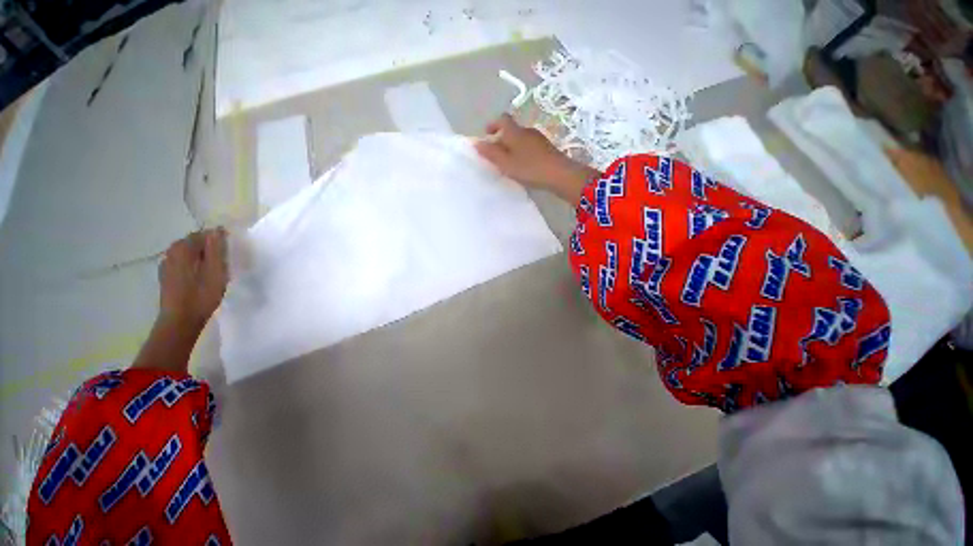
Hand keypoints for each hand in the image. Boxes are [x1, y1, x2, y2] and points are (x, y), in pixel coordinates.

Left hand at [158, 228, 228, 330]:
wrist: (180, 320)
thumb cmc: (202, 295)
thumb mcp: (216, 271)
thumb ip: (216, 249)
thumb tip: (217, 230)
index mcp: (183, 249)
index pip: (202, 234)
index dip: (217, 239)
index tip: (229, 250)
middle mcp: (171, 252)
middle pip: (193, 242)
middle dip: (208, 247)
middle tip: (224, 260)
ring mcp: (166, 264)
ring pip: (187, 252)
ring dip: (200, 256)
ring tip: (214, 268)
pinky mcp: (166, 276)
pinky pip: (182, 262)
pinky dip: (192, 264)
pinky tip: (200, 276)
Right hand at [474, 114, 598, 203]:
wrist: (560, 174)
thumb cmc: (530, 168)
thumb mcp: (506, 163)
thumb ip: (491, 153)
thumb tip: (476, 143)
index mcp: (515, 132)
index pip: (502, 119)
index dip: (493, 124)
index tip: (487, 134)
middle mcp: (527, 131)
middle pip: (512, 129)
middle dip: (502, 138)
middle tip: (496, 154)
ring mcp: (539, 139)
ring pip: (521, 138)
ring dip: (512, 146)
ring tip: (508, 162)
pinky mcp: (547, 148)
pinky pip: (530, 146)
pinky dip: (522, 152)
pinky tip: (523, 165)